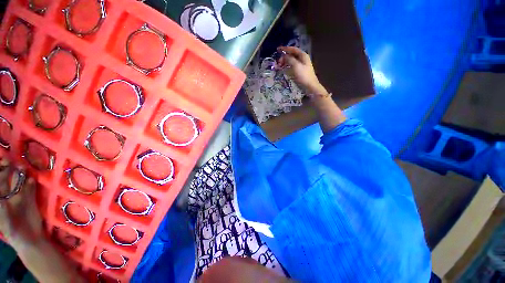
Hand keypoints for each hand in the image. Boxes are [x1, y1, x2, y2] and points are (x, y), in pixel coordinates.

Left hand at [0, 158, 41, 244]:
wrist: (31, 240)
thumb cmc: (15, 234)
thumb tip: (2, 199)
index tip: (2, 165)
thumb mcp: (6, 224)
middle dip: (7, 170)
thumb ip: (3, 212)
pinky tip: (32, 179)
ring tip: (23, 167)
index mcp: (0, 203)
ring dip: (19, 174)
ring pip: (17, 182)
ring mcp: (19, 198)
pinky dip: (30, 182)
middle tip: (11, 161)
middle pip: (5, 181)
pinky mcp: (30, 200)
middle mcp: (7, 197)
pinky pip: (29, 188)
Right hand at [277, 46, 327, 95]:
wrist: (310, 87)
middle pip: (292, 55)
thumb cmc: (303, 76)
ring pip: (291, 61)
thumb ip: (289, 59)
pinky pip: (292, 67)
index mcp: (303, 55)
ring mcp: (301, 65)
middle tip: (278, 62)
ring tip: (279, 66)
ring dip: (285, 62)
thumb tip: (284, 56)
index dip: (285, 49)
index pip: (293, 49)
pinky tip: (283, 70)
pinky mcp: (300, 72)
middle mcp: (302, 59)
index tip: (278, 50)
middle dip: (284, 57)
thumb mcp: (296, 66)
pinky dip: (287, 67)